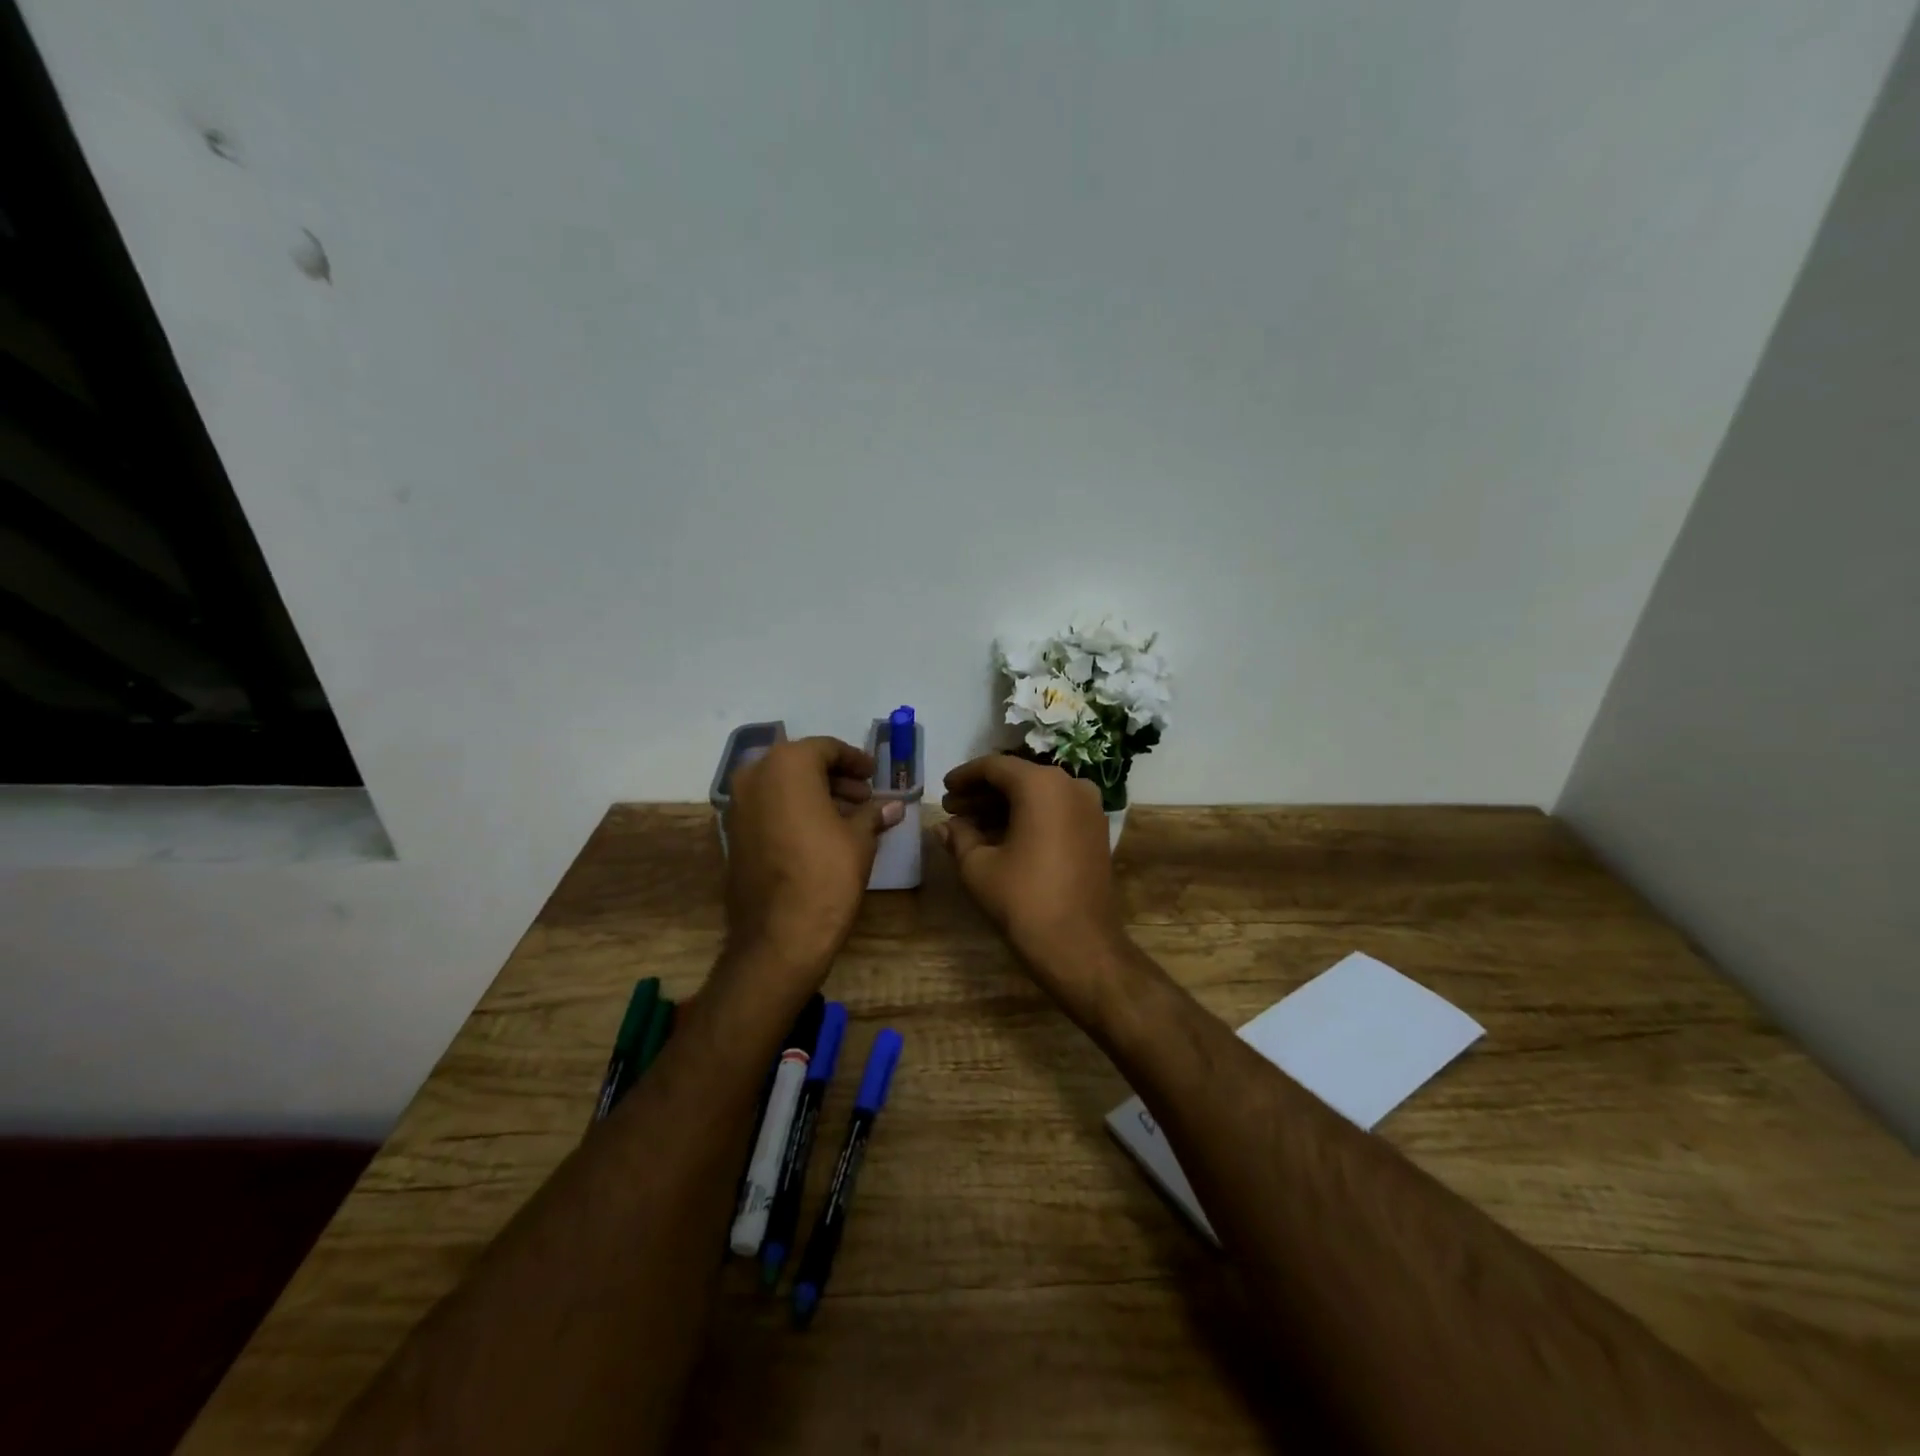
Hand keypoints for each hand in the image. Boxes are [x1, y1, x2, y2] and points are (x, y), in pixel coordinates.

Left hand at [722, 737, 902, 994]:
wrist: (778, 936)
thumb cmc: (826, 875)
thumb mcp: (859, 839)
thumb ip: (873, 814)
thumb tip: (893, 806)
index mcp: (787, 765)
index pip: (826, 748)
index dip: (854, 760)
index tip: (873, 775)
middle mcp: (755, 776)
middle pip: (800, 764)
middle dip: (834, 778)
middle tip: (864, 797)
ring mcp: (737, 805)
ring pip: (781, 786)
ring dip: (814, 795)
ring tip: (848, 817)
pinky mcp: (732, 834)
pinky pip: (767, 808)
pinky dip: (792, 811)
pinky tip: (820, 834)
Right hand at [936, 755, 1126, 1008]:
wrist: (1080, 946)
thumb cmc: (1024, 900)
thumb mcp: (979, 867)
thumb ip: (959, 837)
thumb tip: (944, 826)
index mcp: (1041, 784)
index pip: (995, 766)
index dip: (964, 776)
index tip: (943, 789)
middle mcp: (1071, 785)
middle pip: (1018, 778)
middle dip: (982, 793)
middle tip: (952, 809)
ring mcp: (1089, 807)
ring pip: (1037, 795)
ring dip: (1004, 806)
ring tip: (970, 825)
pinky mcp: (1096, 830)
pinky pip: (1055, 811)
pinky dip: (1028, 817)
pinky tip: (1001, 836)